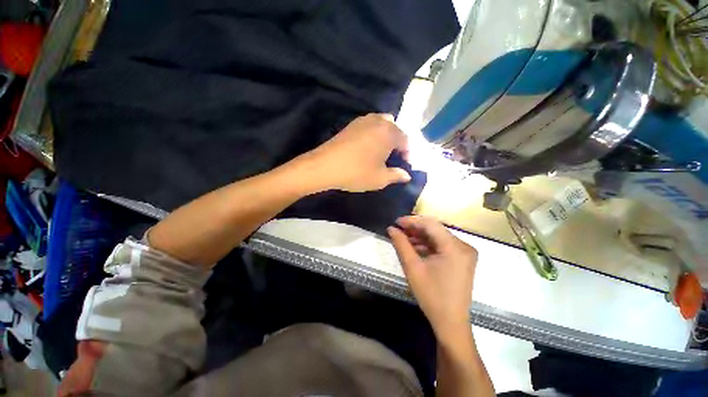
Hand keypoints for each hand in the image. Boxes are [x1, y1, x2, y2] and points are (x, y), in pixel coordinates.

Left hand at [306, 113, 410, 191]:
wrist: (325, 166)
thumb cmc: (357, 172)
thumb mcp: (380, 179)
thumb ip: (396, 175)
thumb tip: (406, 175)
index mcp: (389, 133)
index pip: (406, 140)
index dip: (407, 154)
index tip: (404, 165)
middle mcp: (378, 121)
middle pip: (395, 129)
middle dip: (397, 142)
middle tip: (393, 157)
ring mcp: (363, 120)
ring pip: (381, 124)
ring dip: (385, 136)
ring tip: (381, 152)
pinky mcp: (351, 125)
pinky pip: (369, 125)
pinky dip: (373, 134)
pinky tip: (367, 148)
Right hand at [387, 216, 477, 337]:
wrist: (451, 323)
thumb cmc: (431, 296)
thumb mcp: (412, 267)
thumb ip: (401, 244)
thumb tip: (391, 229)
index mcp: (455, 247)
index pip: (431, 224)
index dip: (412, 221)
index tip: (396, 222)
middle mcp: (464, 246)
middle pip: (435, 229)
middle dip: (415, 228)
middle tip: (398, 229)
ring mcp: (465, 253)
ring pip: (438, 237)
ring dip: (421, 236)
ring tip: (404, 238)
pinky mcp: (462, 259)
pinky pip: (443, 246)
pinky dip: (428, 245)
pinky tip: (415, 247)